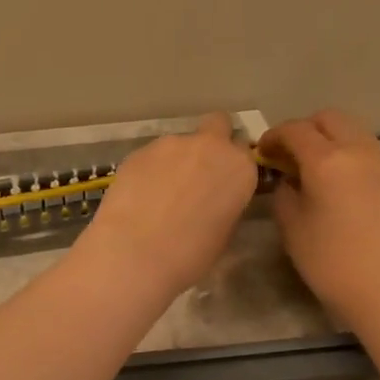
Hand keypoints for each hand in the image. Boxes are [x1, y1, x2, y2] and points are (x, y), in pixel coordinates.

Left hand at [74, 113, 257, 299]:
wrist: (135, 252)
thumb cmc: (190, 254)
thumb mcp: (224, 233)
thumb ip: (225, 204)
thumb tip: (214, 201)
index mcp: (239, 168)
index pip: (245, 153)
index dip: (233, 167)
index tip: (224, 185)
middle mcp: (209, 146)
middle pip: (218, 125)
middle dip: (212, 141)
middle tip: (199, 174)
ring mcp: (171, 144)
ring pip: (180, 143)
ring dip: (176, 160)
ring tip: (160, 195)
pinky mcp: (139, 150)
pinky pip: (152, 155)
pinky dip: (150, 170)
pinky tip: (139, 196)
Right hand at [260, 110, 379, 325]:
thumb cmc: (330, 262)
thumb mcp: (292, 228)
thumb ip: (284, 193)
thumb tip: (288, 179)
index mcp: (327, 160)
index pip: (295, 130)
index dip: (274, 136)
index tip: (263, 152)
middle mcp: (358, 151)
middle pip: (329, 119)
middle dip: (305, 129)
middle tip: (289, 155)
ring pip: (353, 131)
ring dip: (330, 139)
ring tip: (314, 167)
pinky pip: (367, 151)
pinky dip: (348, 154)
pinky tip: (339, 183)